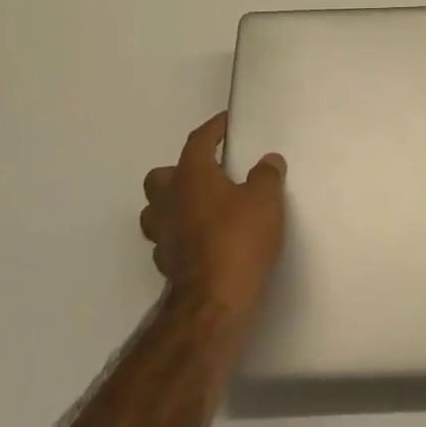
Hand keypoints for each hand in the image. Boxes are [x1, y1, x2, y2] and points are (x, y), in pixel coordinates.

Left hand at [140, 112, 287, 325]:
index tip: (226, 123)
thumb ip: (266, 175)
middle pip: (161, 176)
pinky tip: (204, 239)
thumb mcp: (265, 200)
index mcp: (190, 176)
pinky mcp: (167, 265)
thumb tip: (267, 160)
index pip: (198, 141)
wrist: (214, 303)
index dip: (213, 129)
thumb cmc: (239, 239)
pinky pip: (168, 239)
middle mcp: (169, 201)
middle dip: (180, 171)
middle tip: (208, 173)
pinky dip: (182, 235)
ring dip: (174, 205)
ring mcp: (163, 236)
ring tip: (203, 207)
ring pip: (157, 210)